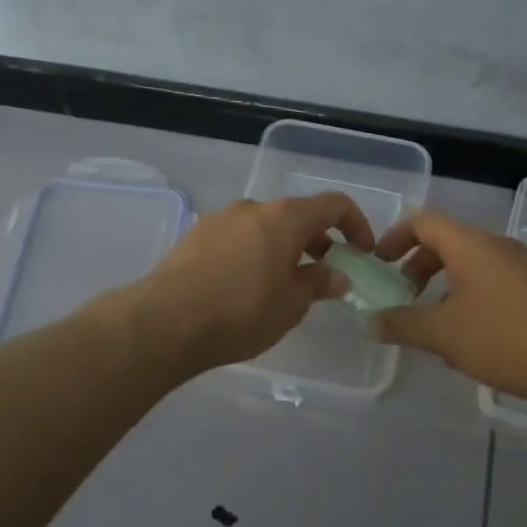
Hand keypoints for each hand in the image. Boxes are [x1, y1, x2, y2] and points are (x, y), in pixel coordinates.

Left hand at [130, 193, 372, 373]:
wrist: (165, 321)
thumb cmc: (240, 312)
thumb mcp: (291, 305)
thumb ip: (318, 284)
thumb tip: (337, 275)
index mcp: (284, 217)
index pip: (333, 204)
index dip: (355, 224)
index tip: (361, 252)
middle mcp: (253, 208)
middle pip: (296, 215)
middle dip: (317, 241)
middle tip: (324, 274)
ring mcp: (220, 219)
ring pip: (264, 226)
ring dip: (283, 248)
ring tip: (282, 284)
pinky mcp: (195, 235)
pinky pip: (237, 237)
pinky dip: (253, 252)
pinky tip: (245, 286)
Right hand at [370, 211, 526, 401]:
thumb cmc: (505, 338)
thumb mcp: (443, 334)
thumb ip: (402, 324)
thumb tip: (371, 321)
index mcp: (470, 245)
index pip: (424, 222)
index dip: (395, 237)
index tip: (379, 265)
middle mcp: (498, 246)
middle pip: (448, 243)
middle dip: (419, 267)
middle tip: (403, 298)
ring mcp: (525, 268)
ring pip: (473, 267)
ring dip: (445, 288)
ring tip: (435, 326)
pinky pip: (495, 284)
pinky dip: (472, 300)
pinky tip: (472, 340)